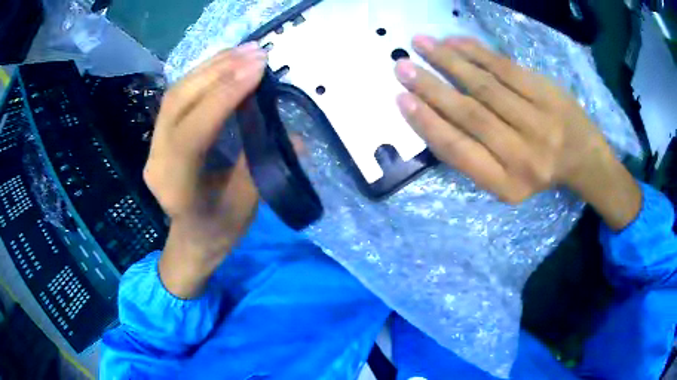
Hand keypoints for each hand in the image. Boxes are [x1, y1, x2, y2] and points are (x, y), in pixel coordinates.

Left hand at [144, 43, 265, 297]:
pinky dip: (203, 74)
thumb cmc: (218, 230)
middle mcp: (156, 161)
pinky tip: (226, 62)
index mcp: (176, 188)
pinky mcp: (160, 134)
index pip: (192, 133)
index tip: (257, 68)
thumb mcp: (244, 206)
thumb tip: (291, 133)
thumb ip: (260, 165)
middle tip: (255, 52)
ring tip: (245, 50)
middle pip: (178, 103)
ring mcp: (154, 145)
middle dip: (218, 72)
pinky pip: (178, 96)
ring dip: (211, 66)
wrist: (191, 239)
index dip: (223, 97)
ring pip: (176, 93)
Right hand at [395, 36, 640, 228]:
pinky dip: (477, 52)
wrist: (583, 158)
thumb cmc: (539, 171)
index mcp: (506, 184)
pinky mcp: (548, 93)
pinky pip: (506, 68)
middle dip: (431, 88)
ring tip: (420, 44)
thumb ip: (472, 157)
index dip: (427, 123)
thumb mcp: (505, 182)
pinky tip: (454, 41)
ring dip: (448, 61)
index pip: (459, 151)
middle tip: (402, 66)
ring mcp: (539, 121)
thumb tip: (433, 118)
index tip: (402, 100)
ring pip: (485, 85)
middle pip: (470, 115)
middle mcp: (523, 156)